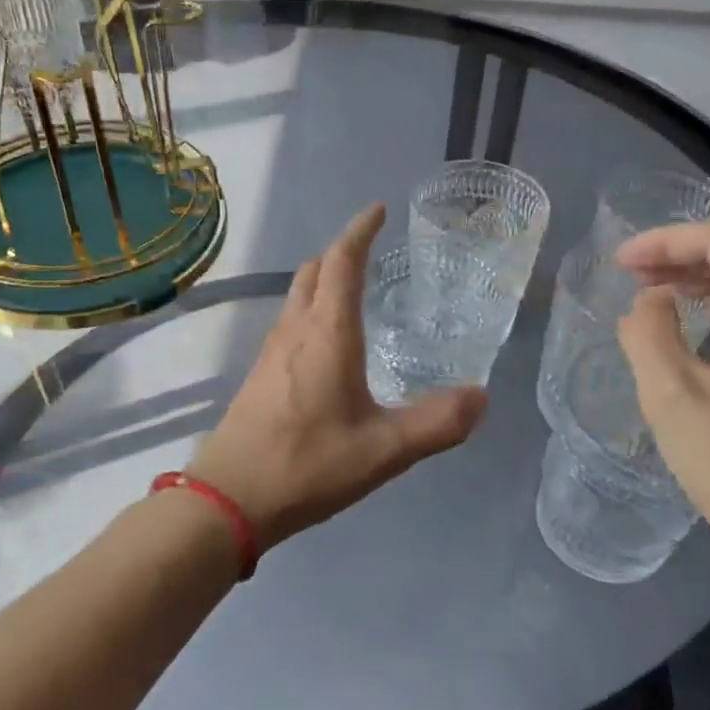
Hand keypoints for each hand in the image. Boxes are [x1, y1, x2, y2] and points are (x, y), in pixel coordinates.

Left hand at [188, 204, 486, 547]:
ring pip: (296, 298)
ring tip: (353, 293)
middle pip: (313, 272)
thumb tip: (481, 397)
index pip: (342, 262)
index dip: (360, 231)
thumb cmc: (307, 465)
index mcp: (327, 333)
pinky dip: (311, 313)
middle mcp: (294, 331)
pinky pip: (288, 325)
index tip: (378, 210)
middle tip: (370, 252)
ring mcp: (270, 353)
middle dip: (340, 253)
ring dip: (322, 282)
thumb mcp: (384, 451)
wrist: (228, 499)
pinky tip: (327, 346)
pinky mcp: (258, 376)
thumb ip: (436, 423)